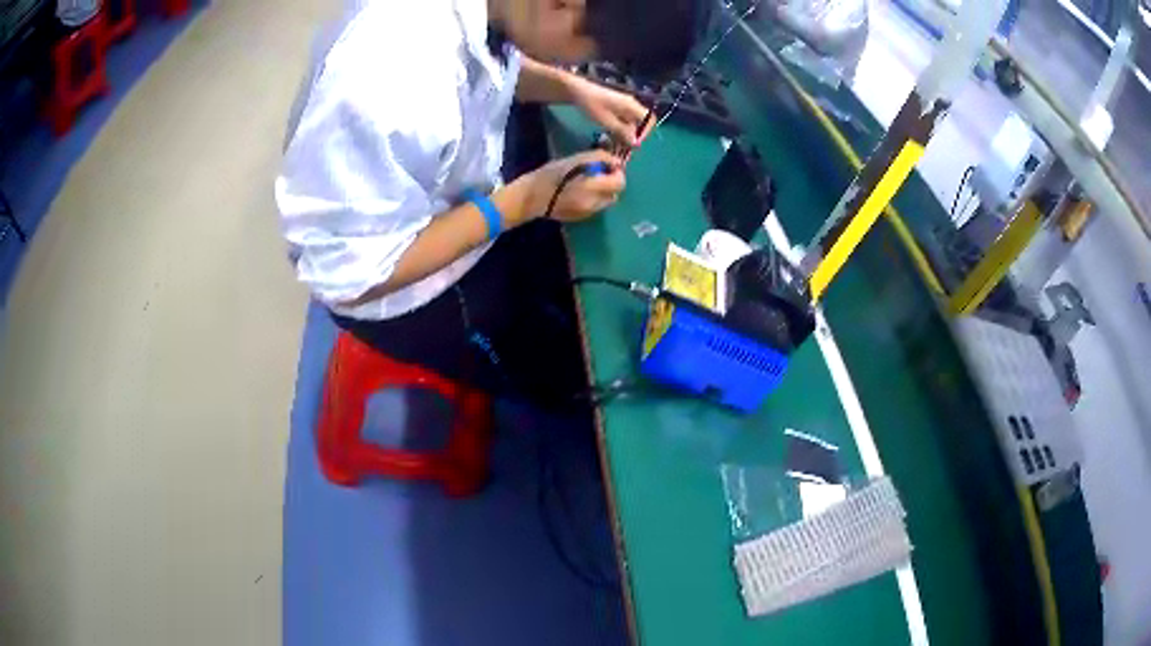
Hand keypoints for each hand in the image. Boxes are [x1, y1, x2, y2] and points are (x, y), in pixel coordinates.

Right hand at [512, 150, 625, 222]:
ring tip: (586, 184)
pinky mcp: (581, 219)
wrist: (531, 198)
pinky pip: (594, 208)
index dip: (617, 173)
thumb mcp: (575, 159)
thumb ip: (599, 158)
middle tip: (597, 175)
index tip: (607, 167)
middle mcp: (594, 203)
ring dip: (602, 193)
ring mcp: (588, 214)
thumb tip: (617, 161)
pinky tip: (577, 194)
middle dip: (609, 184)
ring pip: (605, 202)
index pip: (620, 183)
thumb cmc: (550, 174)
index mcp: (593, 187)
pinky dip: (592, 200)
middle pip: (615, 194)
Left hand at [568, 77, 651, 147]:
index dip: (646, 132)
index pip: (649, 119)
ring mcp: (623, 108)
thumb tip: (636, 143)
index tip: (635, 142)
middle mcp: (631, 106)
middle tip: (624, 150)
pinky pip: (623, 123)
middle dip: (634, 137)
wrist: (577, 92)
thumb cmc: (592, 105)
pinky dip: (619, 132)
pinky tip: (611, 141)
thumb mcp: (606, 121)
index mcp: (631, 106)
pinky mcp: (616, 111)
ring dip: (626, 137)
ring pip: (631, 125)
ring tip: (616, 148)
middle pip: (640, 124)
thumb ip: (622, 132)